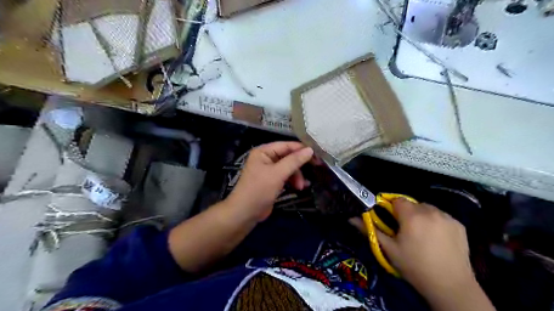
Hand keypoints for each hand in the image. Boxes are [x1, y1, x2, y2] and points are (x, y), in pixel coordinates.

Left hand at [225, 142, 309, 221]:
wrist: (245, 213)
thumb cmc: (259, 190)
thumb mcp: (277, 174)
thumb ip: (294, 161)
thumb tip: (310, 150)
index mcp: (264, 151)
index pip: (286, 145)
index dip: (302, 149)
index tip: (317, 155)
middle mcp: (266, 158)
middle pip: (288, 156)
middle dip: (299, 166)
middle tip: (315, 169)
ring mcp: (269, 170)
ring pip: (289, 167)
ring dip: (297, 176)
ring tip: (301, 186)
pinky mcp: (272, 181)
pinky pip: (286, 176)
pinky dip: (293, 181)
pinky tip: (300, 187)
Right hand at [380, 199, 472, 298]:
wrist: (450, 286)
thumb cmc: (414, 267)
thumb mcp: (389, 249)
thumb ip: (370, 230)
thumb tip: (351, 218)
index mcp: (412, 216)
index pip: (397, 200)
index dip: (391, 208)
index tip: (391, 221)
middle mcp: (430, 211)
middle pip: (412, 203)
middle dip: (406, 213)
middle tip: (405, 231)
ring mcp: (447, 217)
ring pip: (427, 208)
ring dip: (421, 216)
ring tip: (421, 234)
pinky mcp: (459, 224)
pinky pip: (441, 216)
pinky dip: (436, 222)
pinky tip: (436, 238)